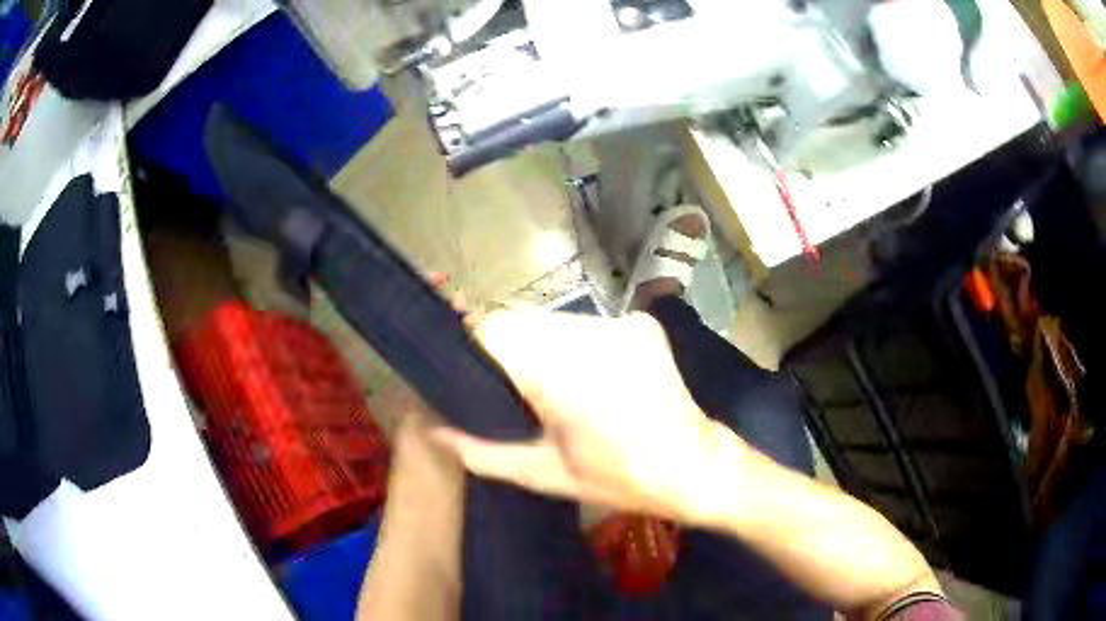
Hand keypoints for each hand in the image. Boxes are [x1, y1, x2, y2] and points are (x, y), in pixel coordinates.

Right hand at [432, 310, 739, 523]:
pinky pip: (585, 325)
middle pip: (522, 323)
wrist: (695, 467)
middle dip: (507, 351)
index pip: (494, 333)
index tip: (472, 378)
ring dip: (539, 346)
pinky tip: (581, 377)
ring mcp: (621, 322)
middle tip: (511, 392)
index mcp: (564, 372)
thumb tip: (433, 430)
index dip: (474, 350)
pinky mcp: (640, 323)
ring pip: (552, 321)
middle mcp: (593, 332)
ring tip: (546, 387)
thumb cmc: (620, 480)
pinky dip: (571, 345)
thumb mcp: (545, 475)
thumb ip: (481, 450)